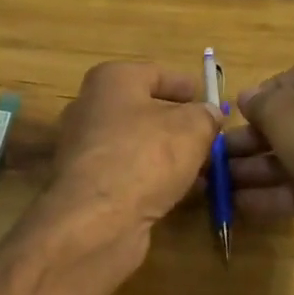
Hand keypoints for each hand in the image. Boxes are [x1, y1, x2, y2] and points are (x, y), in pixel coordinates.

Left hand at [23, 61, 219, 292]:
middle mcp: (90, 108)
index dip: (185, 85)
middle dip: (178, 124)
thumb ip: (205, 116)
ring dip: (168, 155)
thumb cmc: (146, 156)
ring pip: (136, 144)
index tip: (208, 99)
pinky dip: (152, 178)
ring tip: (203, 168)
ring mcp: (84, 149)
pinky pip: (127, 172)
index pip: (155, 73)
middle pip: (143, 110)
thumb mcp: (192, 128)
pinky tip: (180, 192)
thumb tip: (209, 113)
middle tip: (209, 136)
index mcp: (111, 80)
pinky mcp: (86, 185)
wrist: (97, 220)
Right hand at [227, 57, 293, 271]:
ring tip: (216, 181)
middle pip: (288, 121)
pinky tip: (236, 204)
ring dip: (253, 169)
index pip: (293, 78)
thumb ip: (261, 103)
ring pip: (290, 158)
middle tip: (216, 153)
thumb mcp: (286, 111)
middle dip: (250, 138)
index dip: (262, 94)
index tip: (235, 113)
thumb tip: (247, 97)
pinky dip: (269, 195)